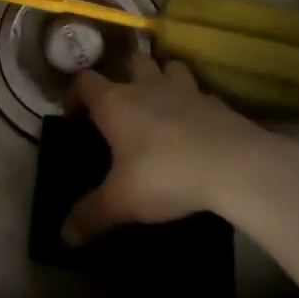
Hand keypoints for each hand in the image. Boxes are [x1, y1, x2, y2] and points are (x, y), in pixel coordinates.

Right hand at [62, 51, 276, 242]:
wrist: (233, 165)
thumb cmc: (165, 175)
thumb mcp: (122, 201)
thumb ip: (91, 215)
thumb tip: (65, 236)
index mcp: (116, 103)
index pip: (85, 81)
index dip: (76, 94)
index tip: (76, 115)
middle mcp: (147, 87)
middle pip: (133, 61)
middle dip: (127, 74)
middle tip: (126, 103)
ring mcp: (186, 91)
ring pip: (171, 67)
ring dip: (165, 78)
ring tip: (164, 103)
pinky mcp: (218, 104)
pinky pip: (203, 96)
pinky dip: (198, 105)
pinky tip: (200, 127)